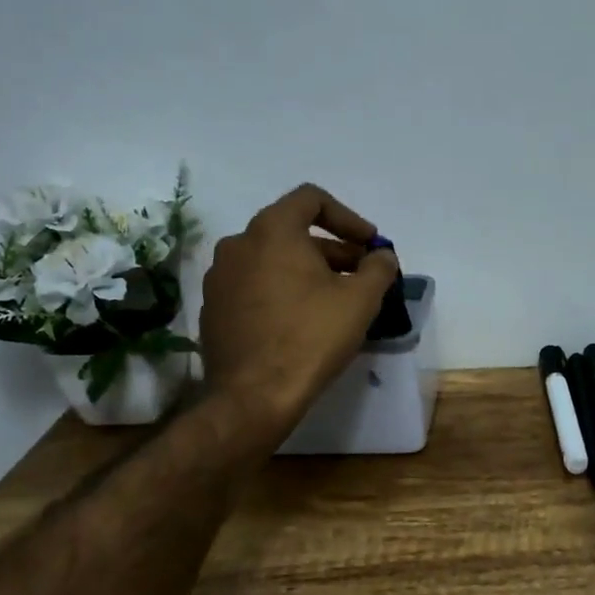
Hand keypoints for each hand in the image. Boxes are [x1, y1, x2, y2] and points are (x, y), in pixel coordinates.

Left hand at [198, 184, 397, 441]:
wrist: (254, 396)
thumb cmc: (311, 337)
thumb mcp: (360, 300)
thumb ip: (378, 267)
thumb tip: (381, 255)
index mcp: (272, 230)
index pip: (311, 199)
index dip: (348, 217)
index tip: (369, 245)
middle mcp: (238, 244)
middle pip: (292, 231)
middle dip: (333, 249)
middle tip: (362, 275)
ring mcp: (220, 277)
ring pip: (272, 260)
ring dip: (307, 271)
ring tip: (335, 299)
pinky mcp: (213, 308)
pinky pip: (254, 285)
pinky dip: (281, 291)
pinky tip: (302, 321)